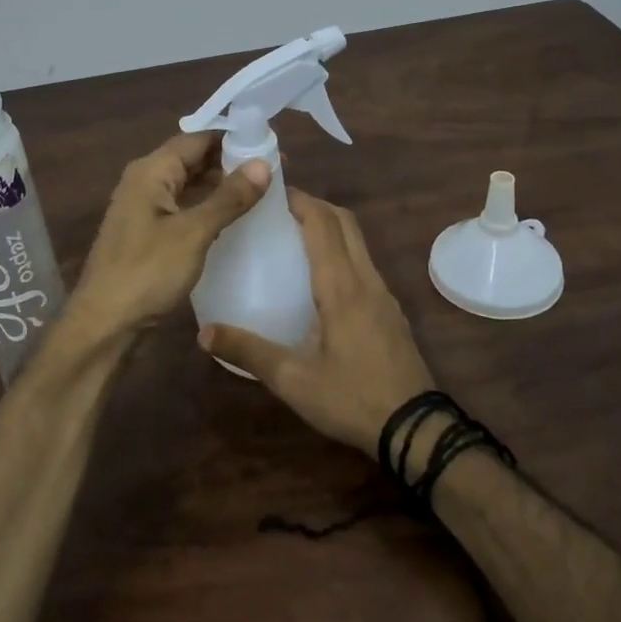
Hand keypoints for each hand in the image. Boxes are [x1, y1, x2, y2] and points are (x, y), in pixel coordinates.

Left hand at [65, 131, 269, 341]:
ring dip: (221, 187)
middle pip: (193, 160)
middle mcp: (145, 181)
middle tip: (275, 173)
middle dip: (231, 162)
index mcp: (151, 171)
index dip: (234, 139)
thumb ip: (229, 197)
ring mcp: (145, 208)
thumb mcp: (193, 233)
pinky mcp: (149, 233)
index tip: (272, 147)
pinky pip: (184, 208)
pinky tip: (235, 220)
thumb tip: (264, 163)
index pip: (198, 138)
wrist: (105, 324)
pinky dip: (208, 208)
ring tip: (263, 193)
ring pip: (189, 185)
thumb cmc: (147, 273)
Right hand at [200, 189, 435, 454]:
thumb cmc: (352, 399)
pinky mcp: (390, 310)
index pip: (323, 224)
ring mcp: (383, 294)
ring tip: (294, 236)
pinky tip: (320, 278)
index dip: (299, 200)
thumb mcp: (293, 380)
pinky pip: (364, 263)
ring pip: (358, 241)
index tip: (270, 191)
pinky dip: (341, 250)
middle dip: (314, 205)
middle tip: (278, 210)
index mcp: (341, 287)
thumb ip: (248, 352)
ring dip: (329, 226)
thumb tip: (203, 333)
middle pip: (345, 222)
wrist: (417, 430)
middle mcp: (365, 280)